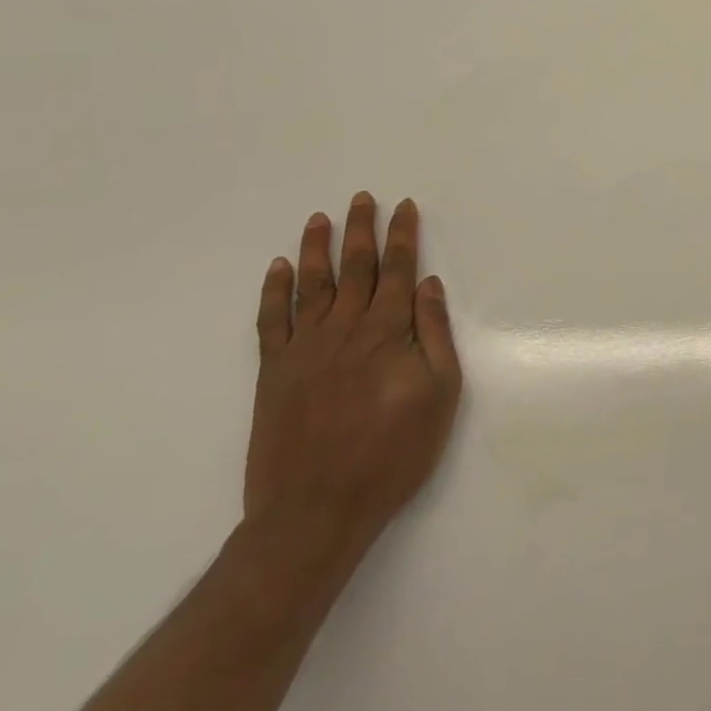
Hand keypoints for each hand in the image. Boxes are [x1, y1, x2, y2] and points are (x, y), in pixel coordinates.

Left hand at [244, 193, 462, 555]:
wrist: (315, 511)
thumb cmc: (392, 454)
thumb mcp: (439, 395)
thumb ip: (434, 335)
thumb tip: (428, 285)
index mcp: (387, 332)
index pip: (399, 270)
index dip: (403, 236)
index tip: (404, 207)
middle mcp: (344, 329)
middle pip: (356, 268)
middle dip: (362, 230)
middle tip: (362, 198)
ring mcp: (304, 349)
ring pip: (312, 285)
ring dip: (317, 248)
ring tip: (320, 218)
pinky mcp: (273, 373)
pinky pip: (271, 321)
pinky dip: (273, 292)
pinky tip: (278, 268)